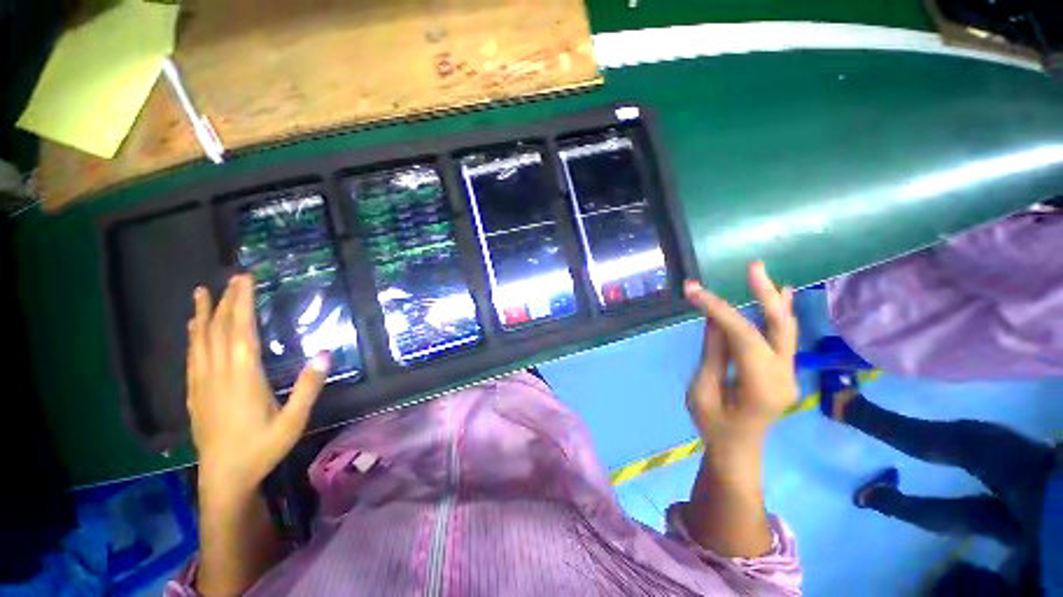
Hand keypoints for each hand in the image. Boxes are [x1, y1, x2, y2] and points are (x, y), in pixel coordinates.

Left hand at [186, 274, 328, 502]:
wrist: (224, 477)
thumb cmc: (262, 447)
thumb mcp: (294, 421)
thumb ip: (308, 387)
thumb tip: (325, 353)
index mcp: (243, 377)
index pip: (241, 330)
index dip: (242, 303)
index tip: (245, 280)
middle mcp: (218, 374)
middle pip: (219, 330)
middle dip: (226, 301)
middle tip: (232, 276)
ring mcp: (202, 383)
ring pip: (200, 340)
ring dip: (202, 314)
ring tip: (202, 292)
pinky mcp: (194, 393)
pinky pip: (192, 356)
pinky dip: (193, 336)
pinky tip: (193, 328)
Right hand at [684, 261, 797, 445]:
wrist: (737, 451)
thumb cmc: (713, 426)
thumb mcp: (702, 390)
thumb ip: (713, 353)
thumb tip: (714, 318)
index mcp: (761, 386)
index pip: (743, 336)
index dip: (719, 310)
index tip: (694, 291)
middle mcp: (783, 375)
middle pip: (779, 328)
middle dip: (765, 294)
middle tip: (753, 266)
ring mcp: (788, 372)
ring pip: (785, 329)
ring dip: (772, 299)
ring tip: (759, 272)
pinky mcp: (782, 369)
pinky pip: (782, 337)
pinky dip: (778, 313)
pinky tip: (781, 293)